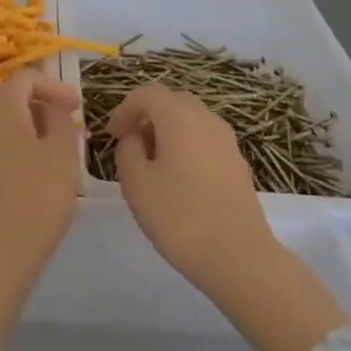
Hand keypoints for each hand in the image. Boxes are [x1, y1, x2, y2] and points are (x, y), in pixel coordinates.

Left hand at [0, 69, 81, 292]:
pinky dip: (6, 153)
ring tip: (48, 155)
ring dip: (22, 132)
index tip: (75, 106)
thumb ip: (59, 120)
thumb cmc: (36, 198)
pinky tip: (23, 180)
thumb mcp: (62, 155)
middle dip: (37, 107)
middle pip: (6, 99)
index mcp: (0, 108)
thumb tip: (53, 107)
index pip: (25, 77)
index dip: (53, 85)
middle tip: (65, 129)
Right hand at [108, 83, 349, 350]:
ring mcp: (227, 141)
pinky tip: (177, 180)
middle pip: (171, 102)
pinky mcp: (237, 163)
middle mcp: (206, 120)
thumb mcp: (136, 183)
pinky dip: (185, 147)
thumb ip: (127, 151)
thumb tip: (135, 139)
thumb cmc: (179, 216)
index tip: (111, 135)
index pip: (146, 94)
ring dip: (167, 132)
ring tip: (151, 164)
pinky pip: (204, 140)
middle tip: (129, 144)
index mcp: (179, 117)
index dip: (124, 109)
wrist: (239, 256)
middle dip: (146, 117)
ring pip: (190, 121)